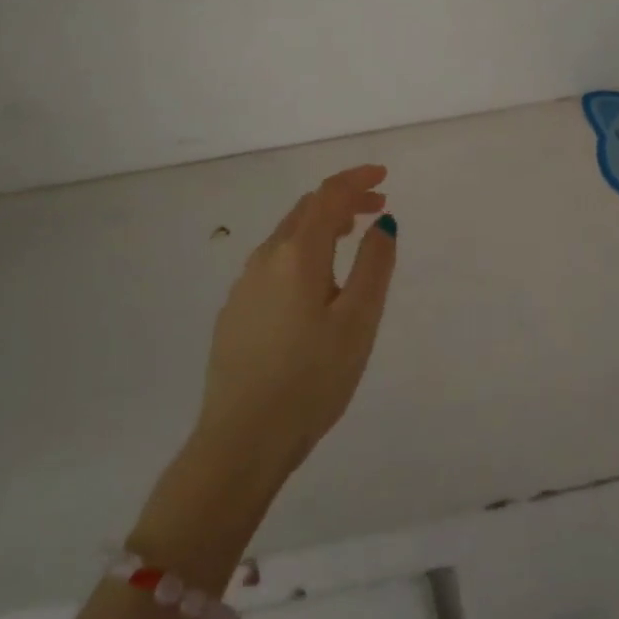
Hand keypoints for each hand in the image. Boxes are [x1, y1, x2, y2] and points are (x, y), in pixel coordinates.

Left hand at [193, 165, 398, 485]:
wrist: (241, 442)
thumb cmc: (311, 380)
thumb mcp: (358, 322)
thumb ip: (374, 265)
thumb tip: (382, 222)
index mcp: (297, 254)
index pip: (328, 196)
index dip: (357, 179)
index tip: (383, 176)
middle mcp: (265, 259)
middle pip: (306, 210)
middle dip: (343, 199)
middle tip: (377, 207)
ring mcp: (244, 286)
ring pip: (287, 236)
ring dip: (321, 225)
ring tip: (350, 236)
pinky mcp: (235, 312)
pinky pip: (273, 262)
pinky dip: (302, 251)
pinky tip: (314, 282)